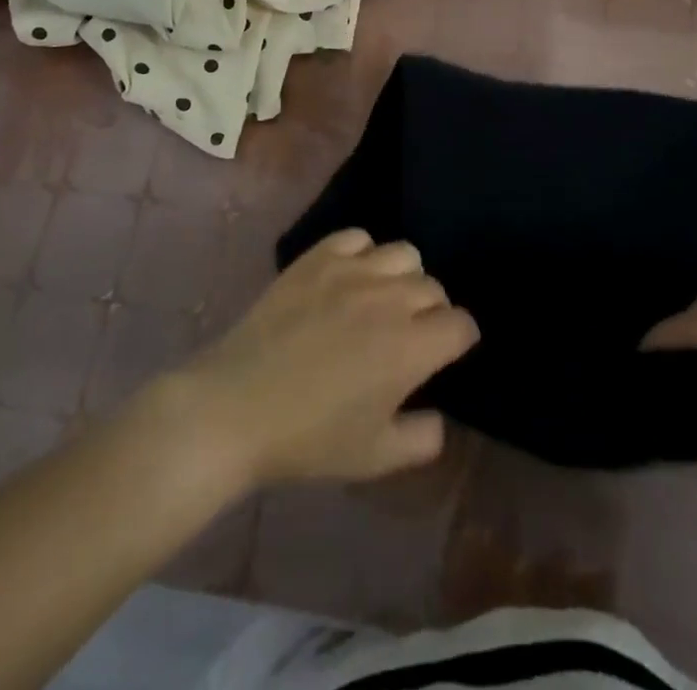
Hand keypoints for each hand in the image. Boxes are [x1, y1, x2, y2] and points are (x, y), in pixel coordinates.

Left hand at [171, 229, 478, 491]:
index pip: (461, 325)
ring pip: (403, 254)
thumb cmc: (308, 439)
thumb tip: (439, 417)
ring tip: (381, 301)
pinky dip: (362, 254)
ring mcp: (352, 271)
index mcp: (411, 347)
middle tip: (407, 336)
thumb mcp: (374, 458)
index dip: (458, 341)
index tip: (443, 355)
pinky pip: (358, 238)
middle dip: (431, 311)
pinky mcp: (318, 257)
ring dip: (403, 278)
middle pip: (434, 287)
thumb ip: (422, 439)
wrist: (235, 408)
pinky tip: (348, 279)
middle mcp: (390, 299)